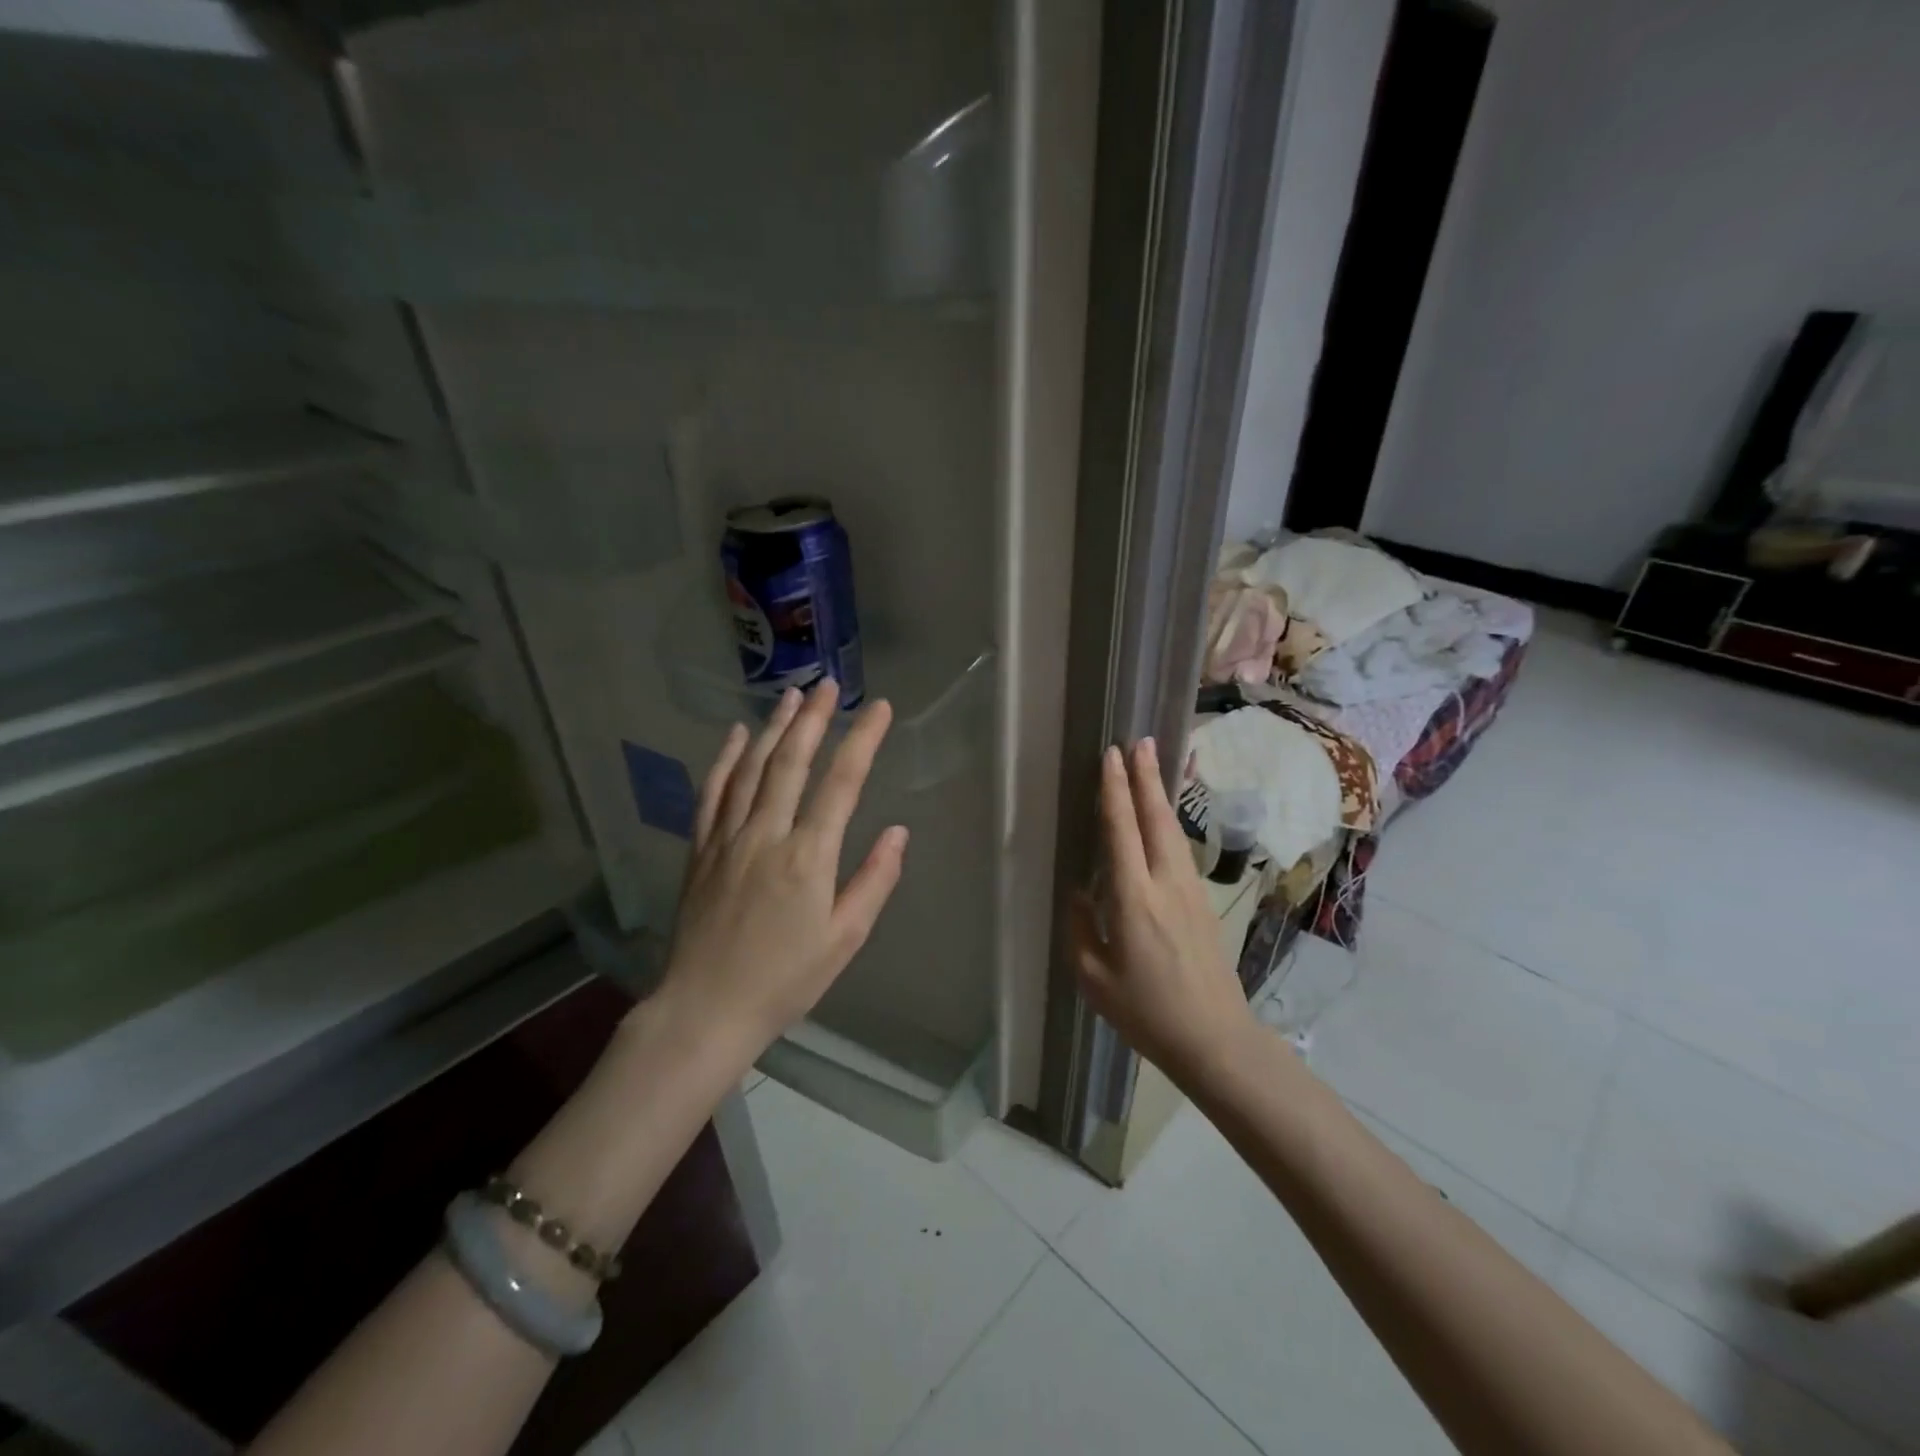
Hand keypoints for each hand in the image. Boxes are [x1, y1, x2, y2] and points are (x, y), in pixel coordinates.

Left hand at [659, 679, 908, 1061]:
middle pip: (791, 762)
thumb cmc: (785, 980)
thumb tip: (899, 831)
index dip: (862, 740)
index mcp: (808, 858)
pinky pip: (712, 792)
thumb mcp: (844, 940)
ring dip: (773, 727)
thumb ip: (874, 881)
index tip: (879, 709)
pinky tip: (734, 734)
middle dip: (814, 719)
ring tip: (792, 696)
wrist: (705, 1010)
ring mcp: (727, 839)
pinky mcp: (701, 849)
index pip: (841, 784)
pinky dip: (724, 759)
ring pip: (751, 768)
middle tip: (830, 684)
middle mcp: (766, 835)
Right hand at [1071, 739, 1257, 1089]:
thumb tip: (1079, 889)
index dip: (1115, 791)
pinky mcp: (1202, 903)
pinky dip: (1168, 823)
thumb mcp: (1094, 976)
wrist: (1215, 1038)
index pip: (1122, 831)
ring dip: (1159, 795)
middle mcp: (1166, 884)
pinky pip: (1180, 850)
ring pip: (1172, 831)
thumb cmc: (1146, 1012)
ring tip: (1151, 766)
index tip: (1111, 756)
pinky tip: (1162, 819)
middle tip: (1139, 741)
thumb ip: (1081, 926)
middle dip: (1145, 777)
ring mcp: (1190, 891)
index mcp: (1133, 900)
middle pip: (1156, 819)